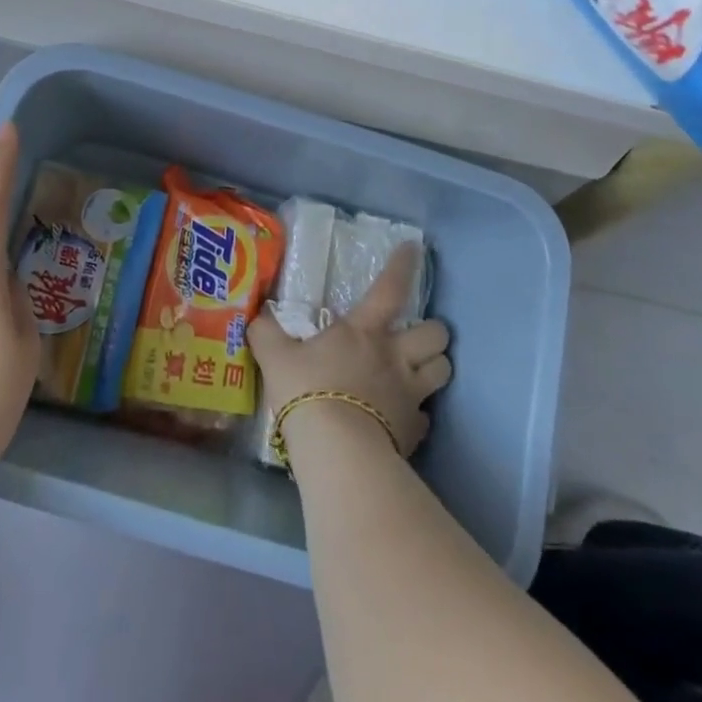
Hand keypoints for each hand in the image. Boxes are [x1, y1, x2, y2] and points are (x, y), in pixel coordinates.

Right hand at [248, 243, 451, 457]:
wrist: (336, 453)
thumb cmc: (307, 391)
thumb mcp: (275, 356)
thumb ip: (266, 332)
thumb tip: (257, 316)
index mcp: (364, 331)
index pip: (390, 288)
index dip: (403, 266)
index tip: (413, 248)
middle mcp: (395, 356)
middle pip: (436, 334)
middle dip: (433, 330)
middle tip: (416, 335)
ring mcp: (410, 394)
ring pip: (444, 370)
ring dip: (435, 366)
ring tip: (420, 369)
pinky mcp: (415, 431)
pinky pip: (427, 416)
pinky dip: (419, 413)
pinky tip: (403, 416)